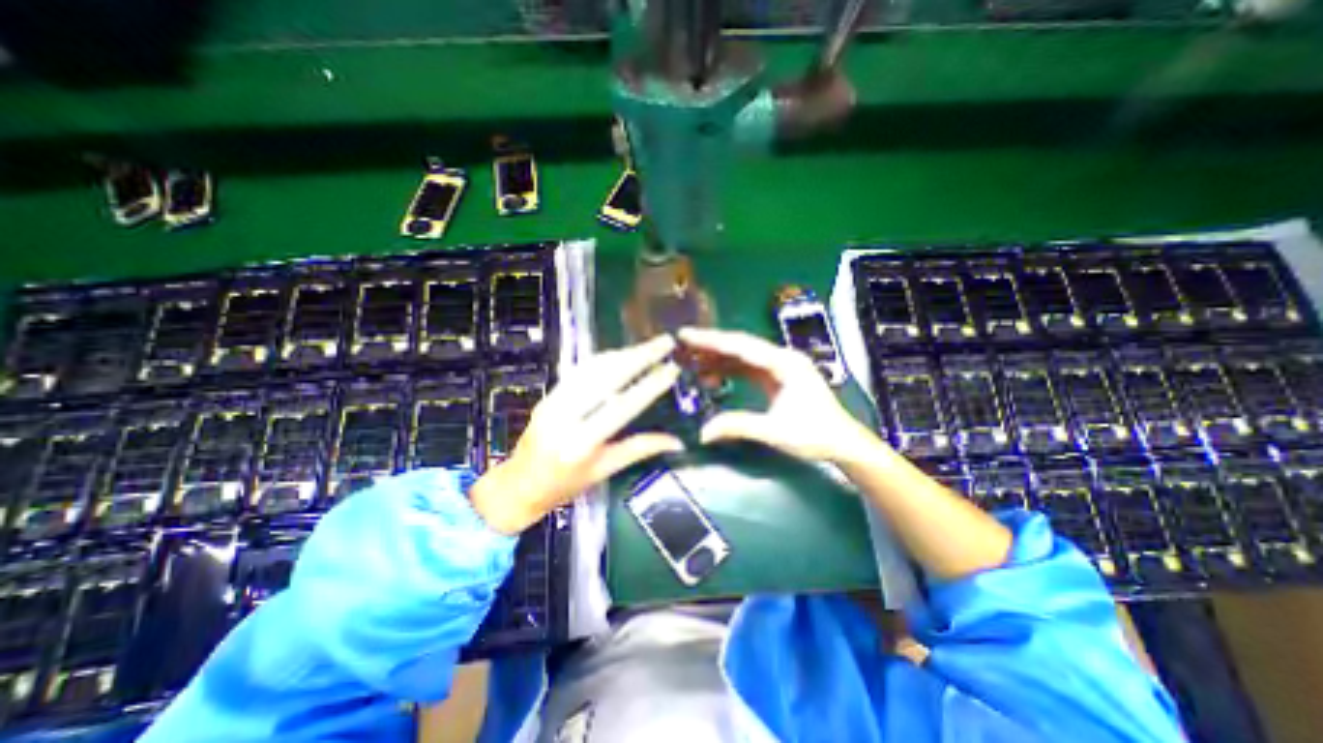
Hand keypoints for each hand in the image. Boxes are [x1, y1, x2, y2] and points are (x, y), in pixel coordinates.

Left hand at [472, 332, 682, 532]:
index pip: (622, 406)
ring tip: (648, 346)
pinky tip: (621, 354)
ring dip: (623, 354)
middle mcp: (565, 416)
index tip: (672, 368)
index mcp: (581, 443)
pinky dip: (604, 359)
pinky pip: (579, 370)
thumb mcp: (604, 471)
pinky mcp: (548, 394)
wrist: (518, 485)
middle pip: (607, 377)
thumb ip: (640, 449)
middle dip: (639, 356)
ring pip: (592, 368)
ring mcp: (553, 401)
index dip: (650, 385)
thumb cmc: (564, 486)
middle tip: (664, 342)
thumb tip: (677, 441)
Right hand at [676, 325, 874, 464]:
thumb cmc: (815, 435)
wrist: (843, 443)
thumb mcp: (774, 431)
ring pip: (742, 355)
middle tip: (682, 344)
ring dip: (717, 357)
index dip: (711, 340)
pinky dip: (728, 369)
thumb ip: (738, 426)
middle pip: (740, 345)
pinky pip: (747, 368)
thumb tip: (702, 432)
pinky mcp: (777, 377)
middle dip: (710, 344)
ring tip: (690, 360)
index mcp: (784, 363)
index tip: (685, 335)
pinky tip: (711, 374)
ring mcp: (779, 366)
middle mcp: (781, 358)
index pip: (741, 346)